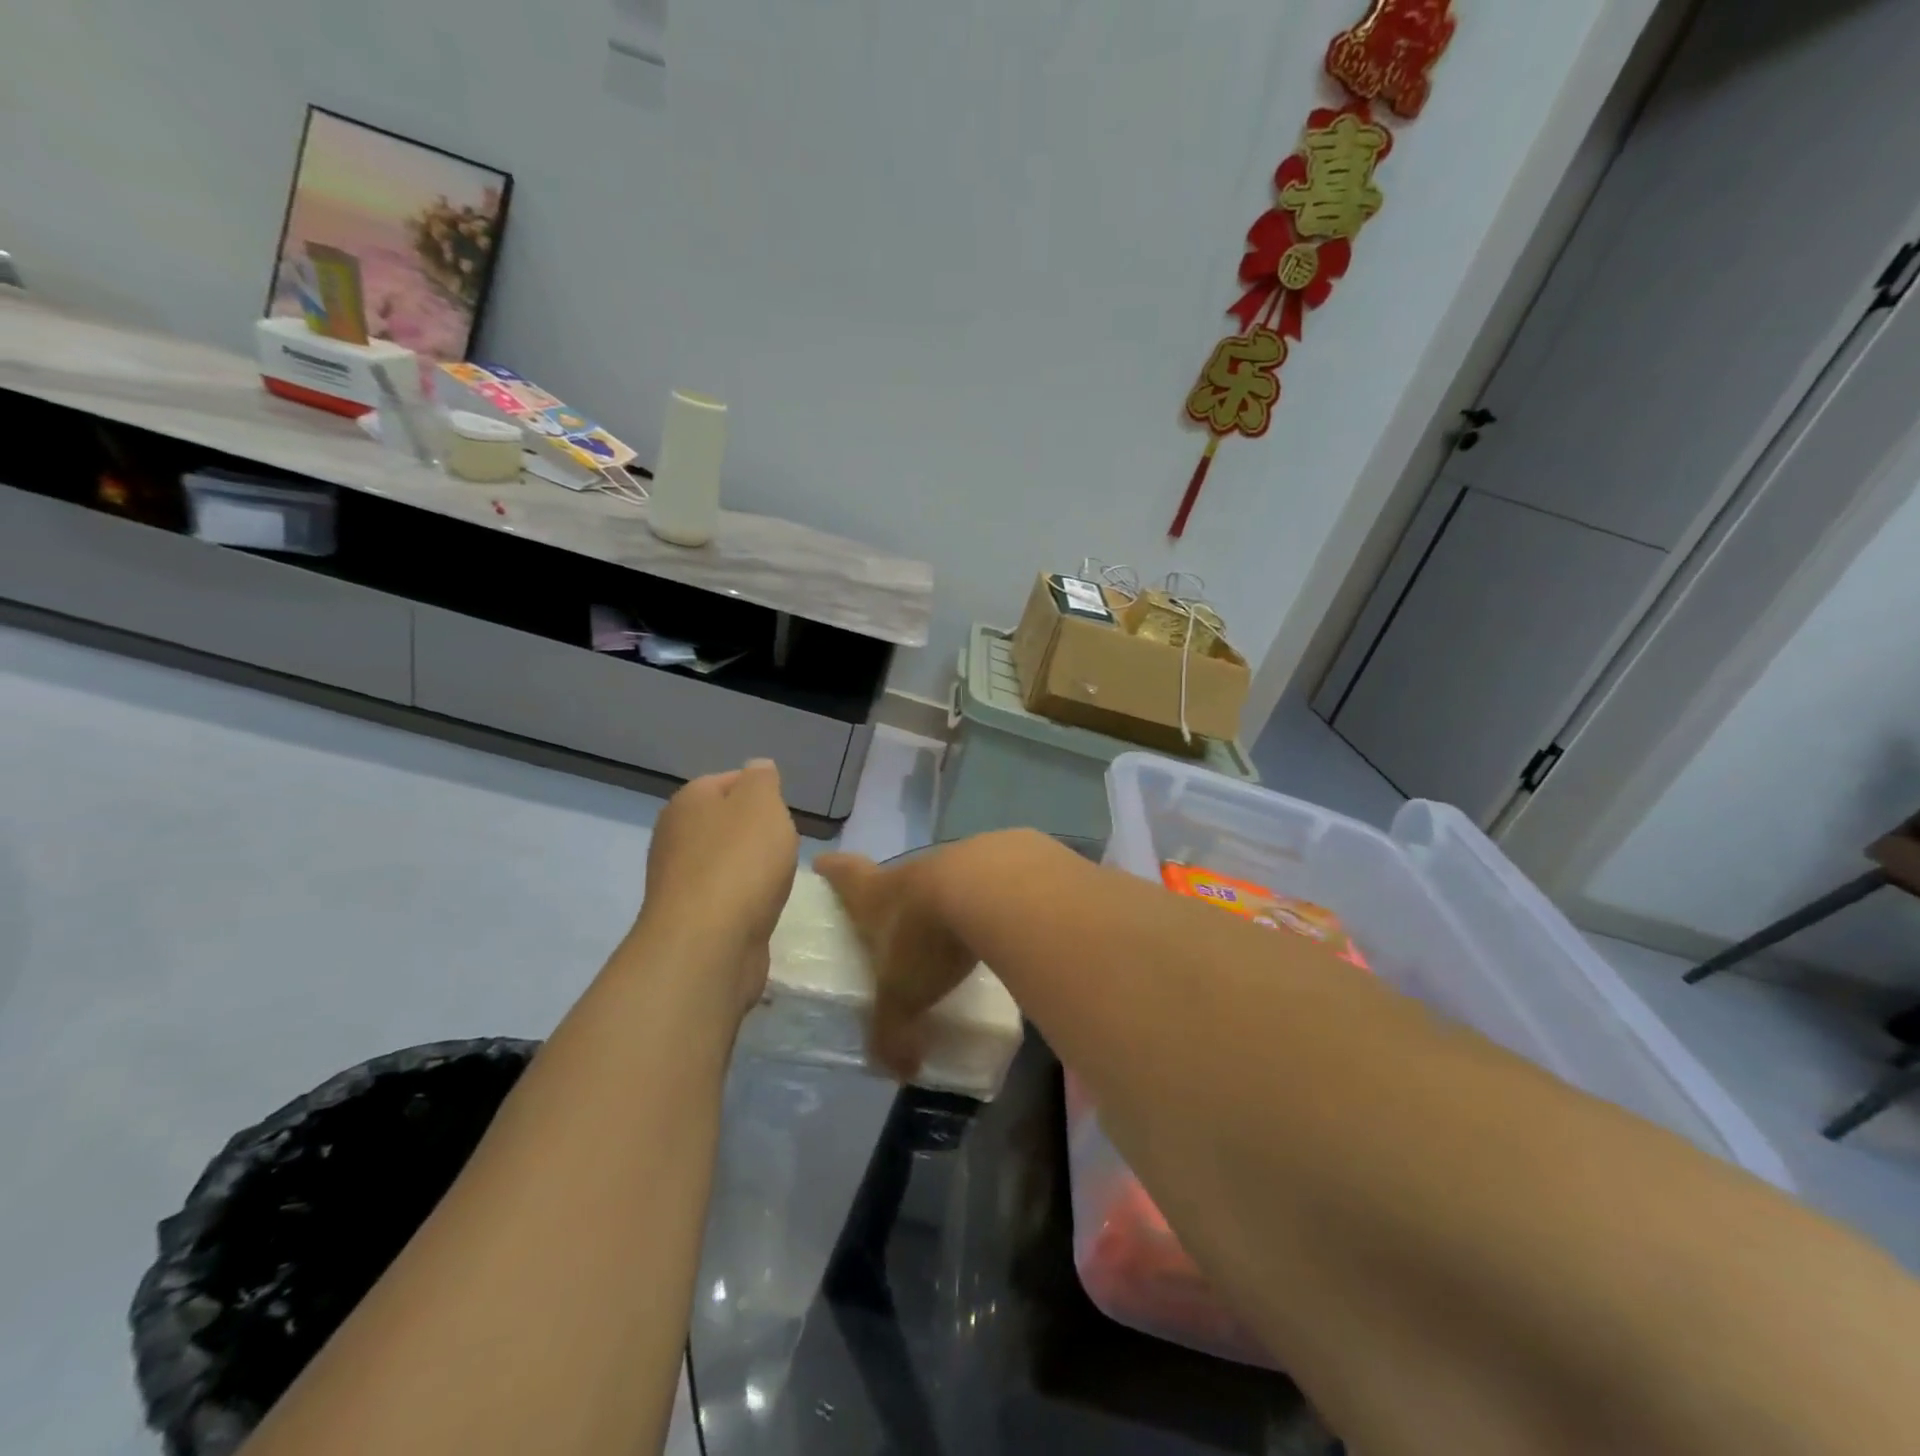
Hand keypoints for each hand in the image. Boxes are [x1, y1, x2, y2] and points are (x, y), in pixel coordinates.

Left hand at [637, 760, 799, 1017]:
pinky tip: (761, 909)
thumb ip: (762, 780)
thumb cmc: (741, 861)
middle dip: (757, 834)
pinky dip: (744, 900)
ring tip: (776, 881)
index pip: (728, 781)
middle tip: (784, 847)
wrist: (709, 943)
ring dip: (751, 870)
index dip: (761, 792)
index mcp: (688, 801)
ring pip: (725, 862)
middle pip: (726, 824)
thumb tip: (757, 769)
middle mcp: (675, 836)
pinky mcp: (689, 918)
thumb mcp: (763, 803)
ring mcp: (678, 880)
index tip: (784, 813)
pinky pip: (724, 897)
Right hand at [815, 848, 976, 1080]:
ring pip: (941, 880)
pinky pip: (984, 886)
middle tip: (890, 919)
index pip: (844, 873)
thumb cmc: (925, 938)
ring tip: (950, 933)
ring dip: (942, 901)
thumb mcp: (901, 997)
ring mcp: (955, 861)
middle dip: (890, 896)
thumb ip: (893, 1034)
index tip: (823, 862)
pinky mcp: (998, 863)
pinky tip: (996, 928)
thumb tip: (899, 1070)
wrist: (992, 889)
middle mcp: (911, 872)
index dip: (832, 870)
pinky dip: (985, 904)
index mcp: (875, 893)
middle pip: (894, 878)